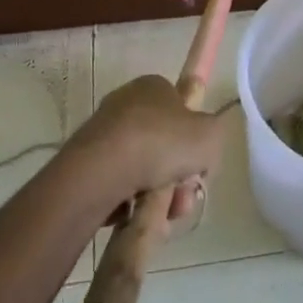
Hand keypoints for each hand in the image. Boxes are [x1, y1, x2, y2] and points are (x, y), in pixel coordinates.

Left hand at [71, 75, 224, 224]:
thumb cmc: (161, 142)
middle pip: (164, 145)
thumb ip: (214, 136)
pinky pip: (120, 185)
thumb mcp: (209, 135)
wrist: (102, 170)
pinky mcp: (88, 163)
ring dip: (159, 195)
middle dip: (178, 177)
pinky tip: (136, 215)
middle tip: (182, 199)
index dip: (194, 140)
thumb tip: (202, 148)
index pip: (182, 110)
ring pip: (144, 170)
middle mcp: (127, 104)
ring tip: (162, 214)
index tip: (198, 166)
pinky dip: (131, 202)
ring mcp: (105, 133)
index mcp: (154, 86)